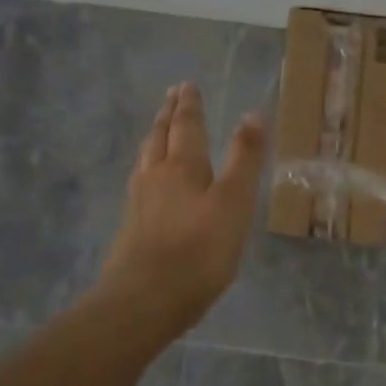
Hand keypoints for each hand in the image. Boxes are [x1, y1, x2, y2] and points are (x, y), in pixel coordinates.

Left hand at [97, 83, 267, 334]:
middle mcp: (156, 176)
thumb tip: (254, 114)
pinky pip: (139, 183)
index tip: (186, 85)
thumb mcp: (234, 202)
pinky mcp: (131, 228)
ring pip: (146, 159)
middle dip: (168, 115)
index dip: (189, 105)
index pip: (186, 126)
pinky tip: (146, 181)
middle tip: (171, 96)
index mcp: (182, 166)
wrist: (145, 300)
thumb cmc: (199, 250)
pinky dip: (146, 167)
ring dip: (154, 138)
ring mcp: (139, 202)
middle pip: (160, 137)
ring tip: (157, 129)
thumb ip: (244, 159)